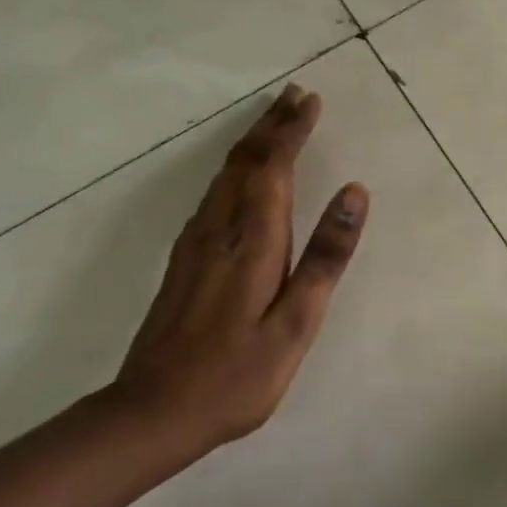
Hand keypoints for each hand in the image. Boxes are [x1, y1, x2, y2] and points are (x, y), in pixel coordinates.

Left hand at [111, 83, 368, 463]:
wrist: (152, 412)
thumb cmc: (236, 374)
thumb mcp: (296, 323)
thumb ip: (325, 257)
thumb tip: (355, 193)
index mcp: (252, 240)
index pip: (273, 167)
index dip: (293, 131)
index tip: (311, 101)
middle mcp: (220, 228)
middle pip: (246, 161)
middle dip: (272, 124)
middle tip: (295, 94)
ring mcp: (196, 242)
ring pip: (226, 174)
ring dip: (252, 140)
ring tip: (274, 119)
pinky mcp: (184, 258)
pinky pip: (214, 192)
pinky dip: (235, 167)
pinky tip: (239, 174)